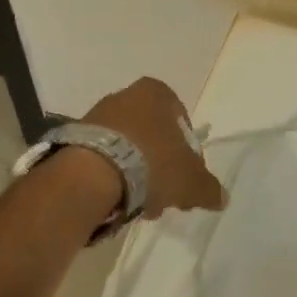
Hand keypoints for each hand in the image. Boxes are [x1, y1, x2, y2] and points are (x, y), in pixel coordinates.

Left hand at [83, 77, 225, 216]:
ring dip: (136, 172)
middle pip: (152, 134)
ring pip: (127, 146)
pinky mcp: (74, 137)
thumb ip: (209, 188)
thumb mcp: (191, 181)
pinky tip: (116, 199)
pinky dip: (111, 175)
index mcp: (157, 93)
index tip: (185, 174)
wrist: (92, 174)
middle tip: (164, 193)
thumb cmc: (152, 164)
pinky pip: (102, 156)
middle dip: (160, 164)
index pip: (180, 118)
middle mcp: (125, 95)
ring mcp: (97, 114)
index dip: (187, 149)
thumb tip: (222, 197)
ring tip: (139, 203)